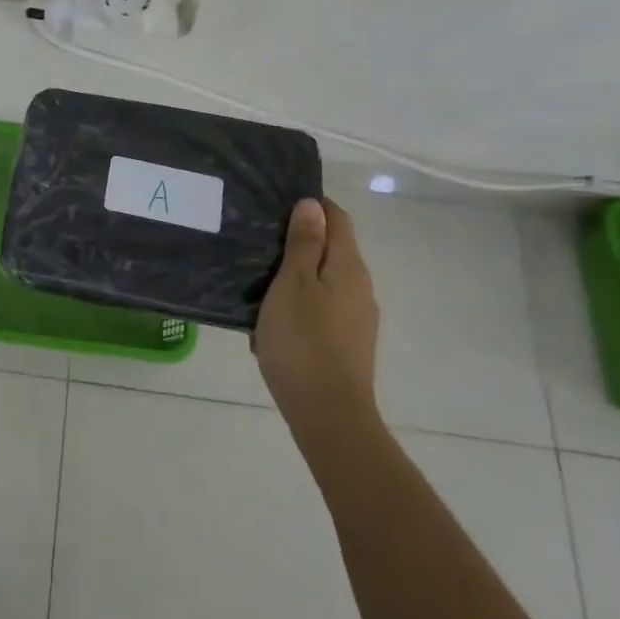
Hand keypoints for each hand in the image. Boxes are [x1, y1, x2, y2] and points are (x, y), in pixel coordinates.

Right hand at [253, 197, 379, 422]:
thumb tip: (313, 204)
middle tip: (260, 243)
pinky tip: (273, 322)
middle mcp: (360, 288)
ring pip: (325, 282)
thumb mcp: (293, 283)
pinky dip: (300, 306)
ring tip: (259, 283)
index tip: (277, 206)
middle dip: (300, 242)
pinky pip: (322, 311)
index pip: (337, 218)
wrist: (328, 414)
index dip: (312, 205)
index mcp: (348, 266)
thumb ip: (303, 243)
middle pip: (332, 249)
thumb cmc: (303, 340)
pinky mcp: (348, 345)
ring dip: (296, 277)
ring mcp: (357, 319)